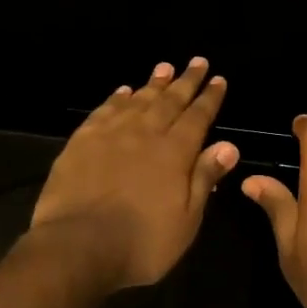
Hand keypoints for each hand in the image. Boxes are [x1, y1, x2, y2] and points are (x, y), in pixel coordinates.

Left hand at [31, 58, 238, 291]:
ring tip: (165, 67)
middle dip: (186, 81)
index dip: (210, 98)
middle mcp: (145, 134)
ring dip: (153, 83)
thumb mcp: (186, 219)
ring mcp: (111, 134)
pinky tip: (123, 91)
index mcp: (175, 152)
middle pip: (170, 101)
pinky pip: (105, 110)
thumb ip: (205, 178)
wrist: (77, 246)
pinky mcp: (82, 141)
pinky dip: (117, 98)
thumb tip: (229, 145)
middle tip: (197, 61)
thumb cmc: (141, 242)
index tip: (218, 80)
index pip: (198, 117)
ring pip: (138, 100)